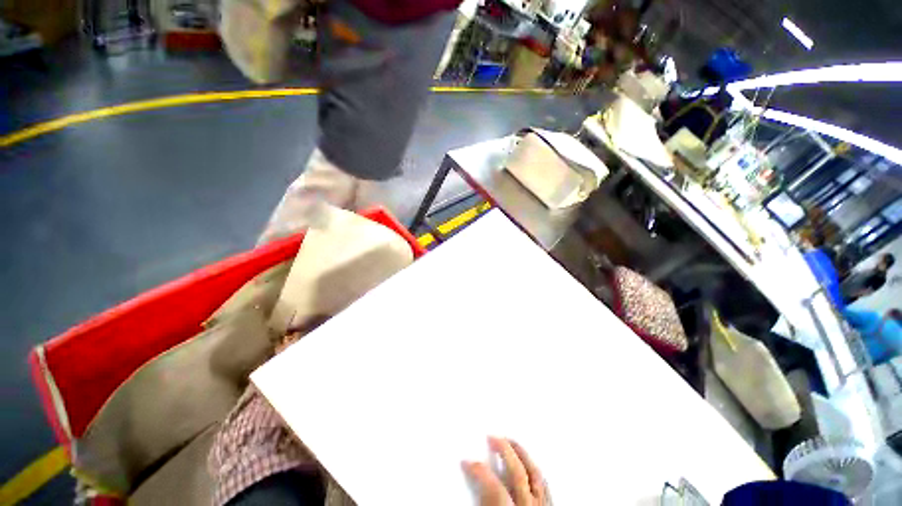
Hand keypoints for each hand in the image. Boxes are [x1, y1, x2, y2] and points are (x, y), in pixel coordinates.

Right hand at [463, 437, 546, 505]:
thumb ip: (482, 502)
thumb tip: (469, 483)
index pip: (495, 487)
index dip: (479, 472)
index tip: (467, 462)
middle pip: (518, 472)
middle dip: (504, 450)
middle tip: (491, 437)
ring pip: (535, 474)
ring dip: (521, 453)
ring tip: (510, 441)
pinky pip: (545, 484)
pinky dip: (535, 469)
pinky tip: (528, 463)